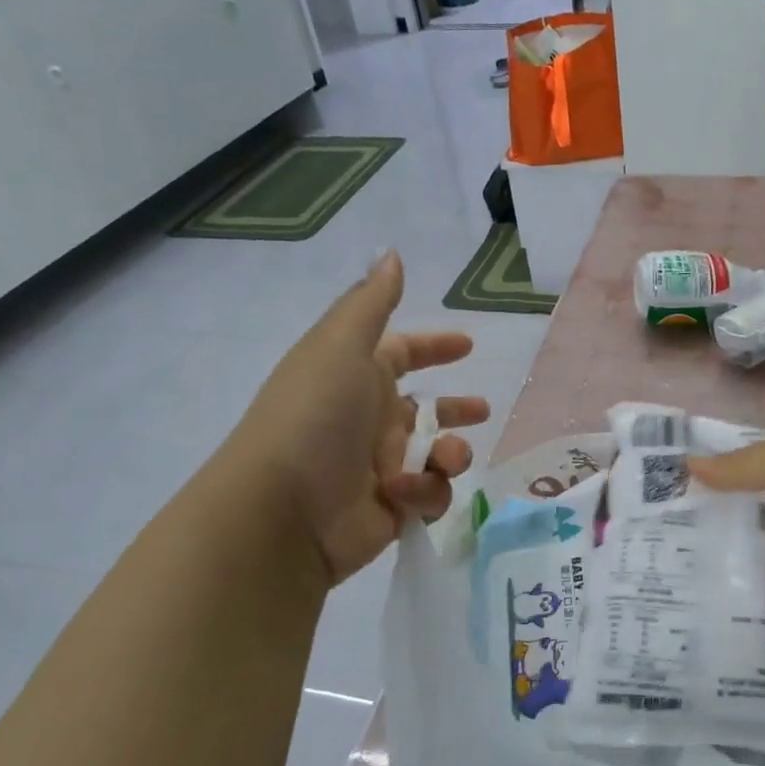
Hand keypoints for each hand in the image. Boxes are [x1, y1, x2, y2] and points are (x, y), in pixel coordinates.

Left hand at [228, 251, 488, 585]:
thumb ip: (372, 302)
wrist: (282, 512)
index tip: (467, 346)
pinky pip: (430, 494)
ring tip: (447, 457)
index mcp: (357, 377)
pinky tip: (406, 492)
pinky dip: (426, 491)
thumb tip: (391, 253)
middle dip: (456, 410)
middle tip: (482, 412)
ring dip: (452, 451)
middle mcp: (370, 420)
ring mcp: (381, 467)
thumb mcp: (341, 346)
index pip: (402, 354)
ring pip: (438, 453)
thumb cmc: (315, 416)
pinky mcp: (392, 509)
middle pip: (425, 409)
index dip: (433, 347)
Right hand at [692, 429, 764, 619]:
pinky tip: (709, 575)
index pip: (761, 454)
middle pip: (760, 495)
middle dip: (723, 505)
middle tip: (670, 517)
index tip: (680, 478)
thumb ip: (735, 466)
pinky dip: (751, 573)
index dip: (725, 464)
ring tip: (678, 549)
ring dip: (734, 540)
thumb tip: (686, 463)